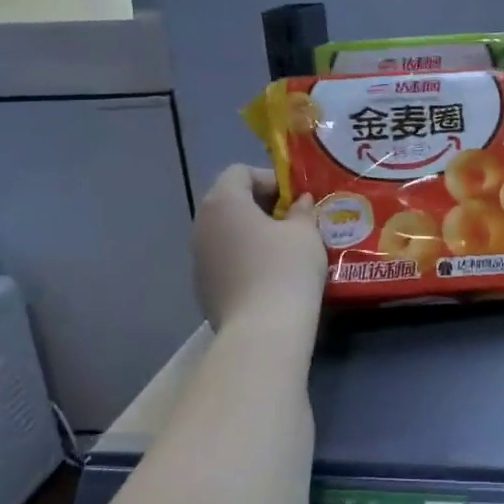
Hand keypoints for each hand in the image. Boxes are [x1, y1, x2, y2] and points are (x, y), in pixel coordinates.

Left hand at [192, 166, 325, 330]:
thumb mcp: (306, 233)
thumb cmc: (286, 269)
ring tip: (285, 250)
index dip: (270, 179)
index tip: (296, 198)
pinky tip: (270, 278)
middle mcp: (201, 225)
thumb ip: (302, 211)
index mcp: (223, 202)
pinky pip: (225, 261)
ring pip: (227, 234)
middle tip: (294, 221)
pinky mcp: (203, 288)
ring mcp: (198, 259)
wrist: (263, 331)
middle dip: (262, 207)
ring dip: (253, 234)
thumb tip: (300, 203)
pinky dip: (245, 260)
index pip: (240, 172)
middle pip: (230, 202)